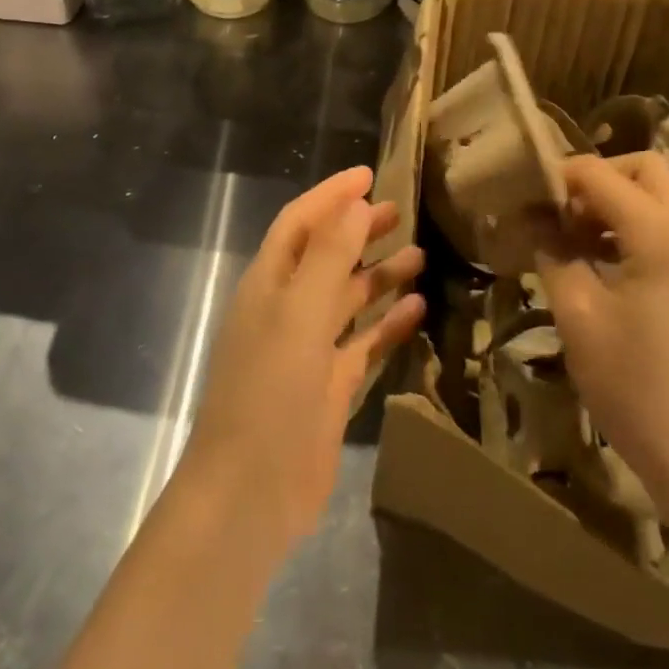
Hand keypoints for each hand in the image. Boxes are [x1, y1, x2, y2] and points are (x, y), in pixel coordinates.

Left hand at [179, 166, 424, 558]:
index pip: (300, 223)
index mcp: (268, 284)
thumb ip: (327, 257)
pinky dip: (386, 325)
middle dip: (358, 230)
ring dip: (378, 275)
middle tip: (400, 211)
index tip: (369, 174)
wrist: (250, 494)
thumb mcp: (298, 314)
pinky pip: (362, 344)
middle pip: (325, 256)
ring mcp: (307, 350)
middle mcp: (285, 310)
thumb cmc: (268, 392)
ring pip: (346, 298)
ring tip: (419, 255)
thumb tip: (353, 204)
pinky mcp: (328, 388)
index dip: (330, 196)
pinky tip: (417, 310)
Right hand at [539, 152, 668, 529]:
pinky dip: (636, 228)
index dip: (556, 177)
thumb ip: (554, 255)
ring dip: (616, 203)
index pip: (599, 174)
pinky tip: (605, 267)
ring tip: (574, 241)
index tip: (522, 199)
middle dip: (596, 178)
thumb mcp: (579, 318)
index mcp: (660, 234)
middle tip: (558, 212)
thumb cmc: (637, 389)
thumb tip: (534, 219)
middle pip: (644, 169)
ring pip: (661, 198)